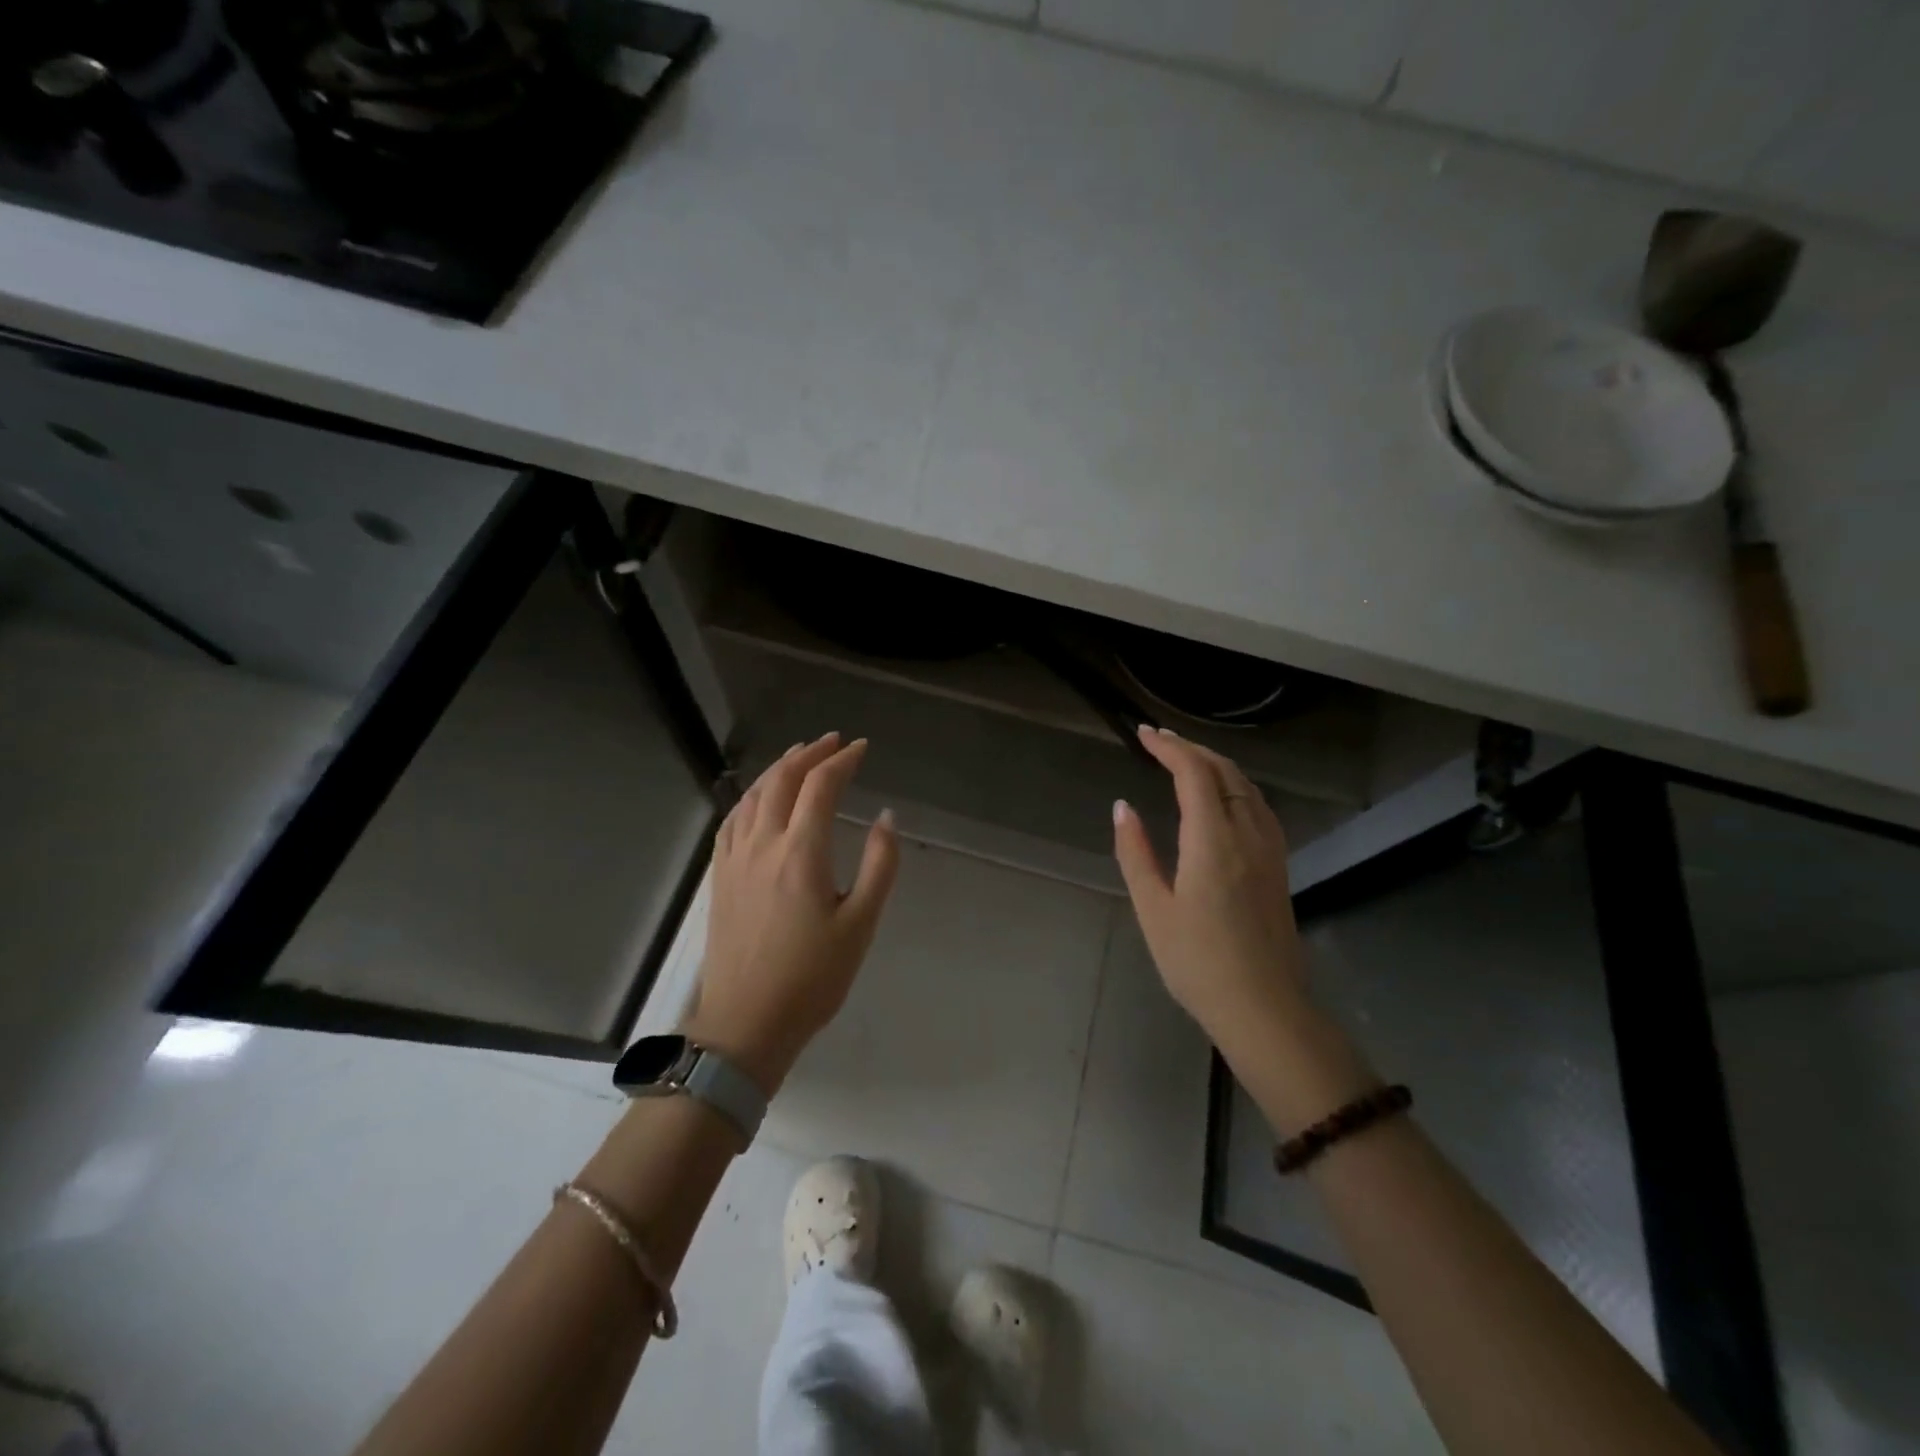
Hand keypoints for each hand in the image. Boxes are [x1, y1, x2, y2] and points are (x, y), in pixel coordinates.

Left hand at [683, 733, 898, 1094]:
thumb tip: (885, 816)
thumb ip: (880, 864)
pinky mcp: (720, 877)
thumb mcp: (860, 923)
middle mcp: (762, 844)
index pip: (820, 787)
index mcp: (801, 852)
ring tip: (798, 756)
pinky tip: (757, 798)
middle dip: (809, 754)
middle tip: (833, 741)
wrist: (746, 1024)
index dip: (842, 761)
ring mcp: (735, 859)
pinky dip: (750, 796)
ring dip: (778, 769)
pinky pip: (732, 820)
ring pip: (753, 795)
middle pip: (782, 780)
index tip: (862, 748)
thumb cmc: (812, 978)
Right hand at [1112, 726, 1308, 1050]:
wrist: (1264, 1008)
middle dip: (1191, 748)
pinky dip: (1236, 785)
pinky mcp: (1278, 866)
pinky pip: (1259, 806)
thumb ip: (1136, 852)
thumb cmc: (1198, 962)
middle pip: (1224, 772)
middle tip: (1158, 740)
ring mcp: (1270, 850)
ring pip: (1247, 786)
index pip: (1194, 774)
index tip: (1143, 734)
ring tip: (1186, 759)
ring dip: (1216, 764)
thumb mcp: (1153, 909)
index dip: (1169, 748)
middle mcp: (1247, 834)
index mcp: (1213, 841)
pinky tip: (1223, 796)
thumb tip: (1122, 807)